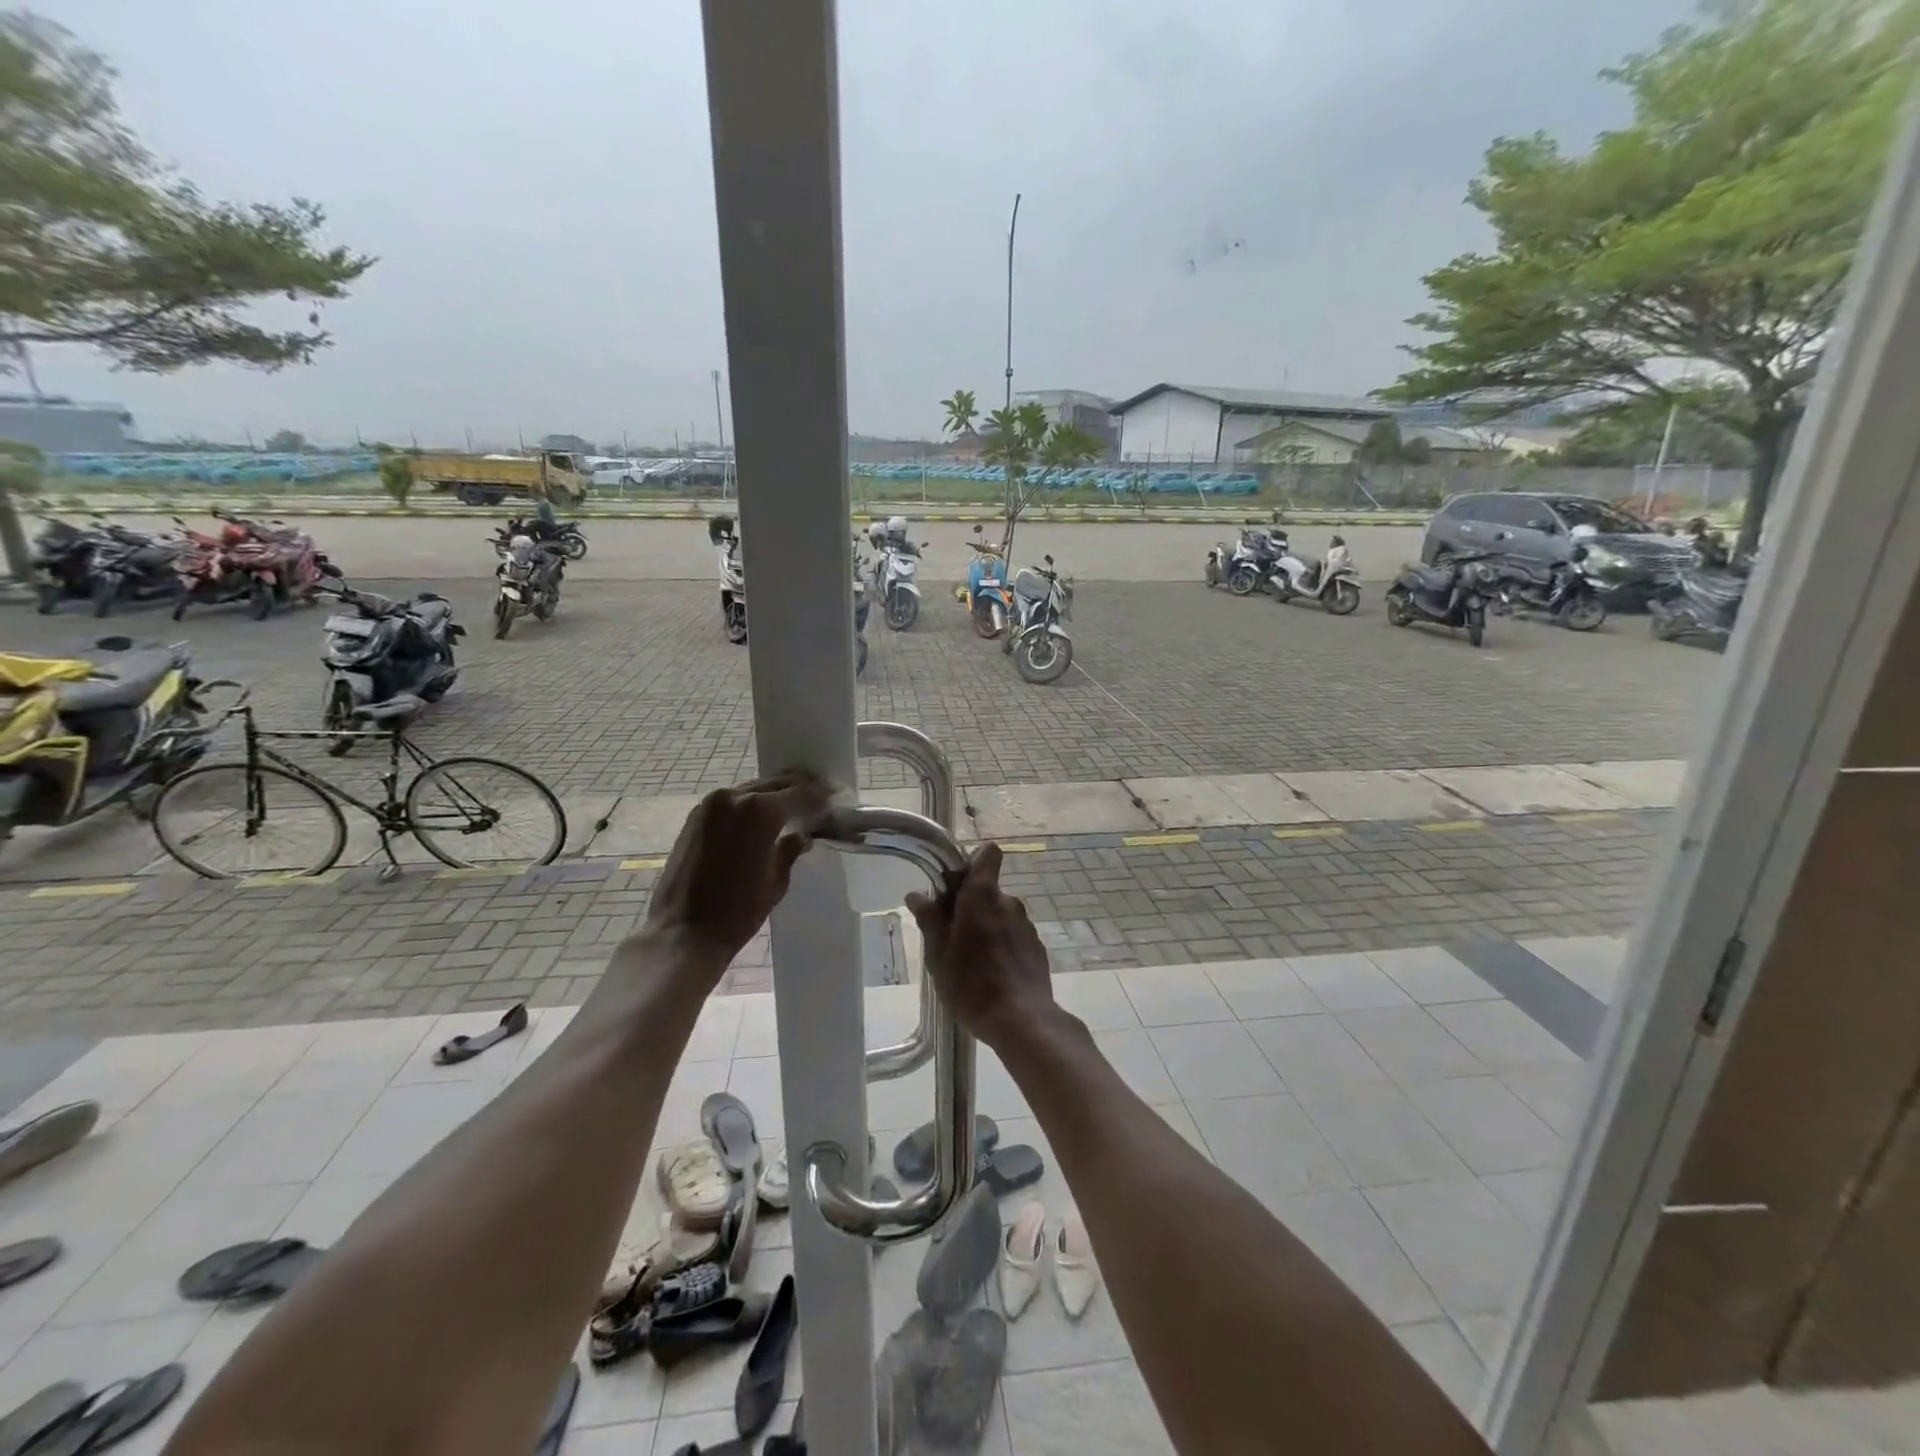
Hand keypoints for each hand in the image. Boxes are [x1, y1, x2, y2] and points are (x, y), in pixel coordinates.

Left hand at [642, 770, 832, 976]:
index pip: (801, 794)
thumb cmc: (737, 912)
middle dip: (799, 789)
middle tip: (819, 796)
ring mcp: (711, 804)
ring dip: (774, 794)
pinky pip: (732, 801)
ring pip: (753, 789)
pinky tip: (762, 816)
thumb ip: (790, 850)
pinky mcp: (696, 815)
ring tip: (793, 805)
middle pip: (776, 783)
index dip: (821, 795)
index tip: (836, 796)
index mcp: (760, 812)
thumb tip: (802, 835)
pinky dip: (750, 803)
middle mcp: (735, 797)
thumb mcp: (775, 882)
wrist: (683, 933)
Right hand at [905, 843, 1053, 1048]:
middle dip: (970, 905)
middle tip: (950, 936)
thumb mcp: (939, 954)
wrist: (1022, 1020)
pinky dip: (1002, 946)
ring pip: (1000, 914)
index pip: (987, 855)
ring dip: (986, 927)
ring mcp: (1026, 925)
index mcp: (982, 896)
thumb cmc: (971, 984)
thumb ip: (930, 920)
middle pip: (987, 890)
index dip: (972, 863)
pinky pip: (1013, 936)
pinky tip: (992, 975)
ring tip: (970, 962)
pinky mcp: (1036, 947)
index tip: (954, 886)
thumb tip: (917, 894)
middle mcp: (1008, 902)